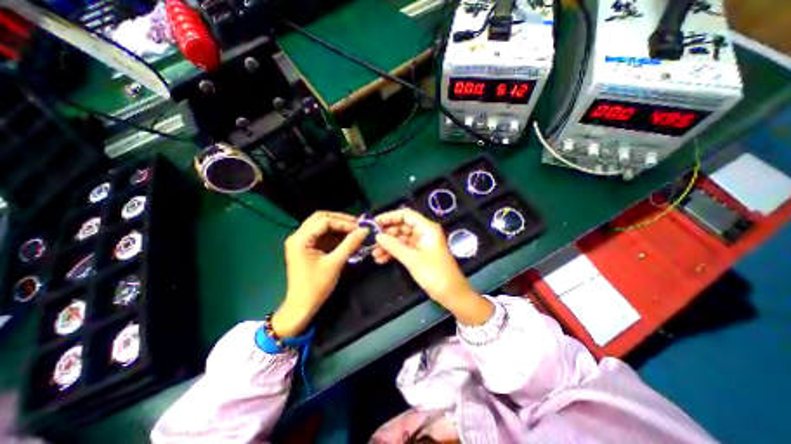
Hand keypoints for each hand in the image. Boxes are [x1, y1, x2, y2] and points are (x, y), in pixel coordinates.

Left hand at [273, 212, 366, 335]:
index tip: (359, 228)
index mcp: (300, 239)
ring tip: (354, 230)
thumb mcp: (335, 263)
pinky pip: (322, 235)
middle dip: (340, 220)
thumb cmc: (316, 286)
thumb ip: (350, 244)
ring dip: (338, 226)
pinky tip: (347, 238)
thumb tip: (364, 230)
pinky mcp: (307, 248)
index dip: (343, 223)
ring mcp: (301, 241)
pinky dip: (335, 235)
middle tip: (356, 224)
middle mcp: (298, 236)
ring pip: (321, 225)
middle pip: (320, 218)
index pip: (324, 221)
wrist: (301, 306)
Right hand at [374, 208, 491, 326]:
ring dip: (388, 245)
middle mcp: (424, 232)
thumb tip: (378, 236)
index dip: (390, 217)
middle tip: (372, 241)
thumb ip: (394, 246)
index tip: (374, 223)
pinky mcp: (419, 254)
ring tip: (374, 254)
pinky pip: (403, 249)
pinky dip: (393, 253)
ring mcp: (421, 243)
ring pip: (401, 239)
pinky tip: (381, 259)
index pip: (406, 215)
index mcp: (427, 228)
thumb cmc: (435, 273)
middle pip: (402, 226)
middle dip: (387, 234)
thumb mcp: (412, 259)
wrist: (451, 293)